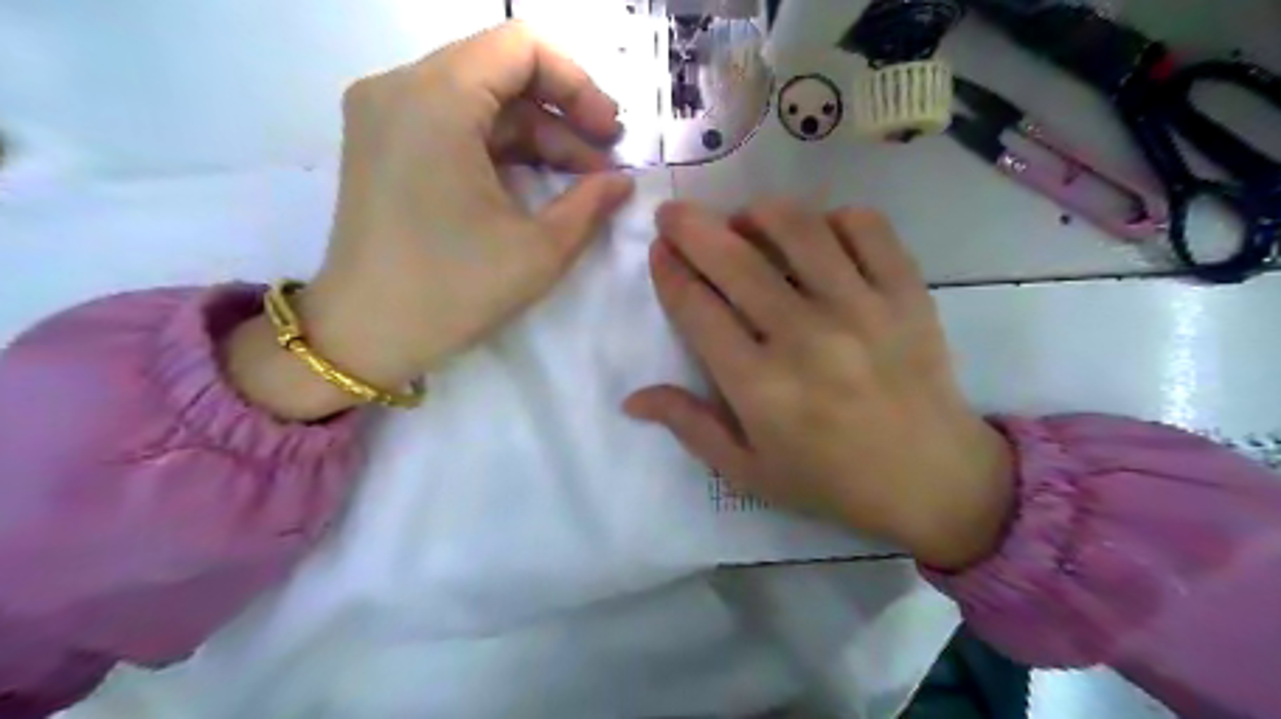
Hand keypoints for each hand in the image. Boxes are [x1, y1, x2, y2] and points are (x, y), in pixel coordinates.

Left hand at [226, 24, 633, 421]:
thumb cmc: (454, 291)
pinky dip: (499, 147)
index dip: (578, 84)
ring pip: (480, 100)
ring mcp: (383, 114)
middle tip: (603, 163)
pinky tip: (534, 185)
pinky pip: (453, 123)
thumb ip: (591, 204)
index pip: (521, 47)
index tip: (609, 135)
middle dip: (562, 114)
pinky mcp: (381, 143)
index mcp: (436, 101)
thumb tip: (622, 182)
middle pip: (500, 71)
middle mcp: (400, 88)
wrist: (366, 335)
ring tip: (579, 183)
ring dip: (535, 135)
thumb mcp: (539, 250)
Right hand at [626, 199, 1015, 569]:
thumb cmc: (830, 481)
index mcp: (760, 386)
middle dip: (692, 227)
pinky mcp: (907, 294)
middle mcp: (805, 337)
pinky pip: (867, 228)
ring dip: (758, 212)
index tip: (658, 251)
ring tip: (744, 220)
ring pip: (798, 229)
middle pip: (735, 260)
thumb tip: (632, 398)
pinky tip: (818, 234)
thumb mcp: (748, 471)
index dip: (669, 272)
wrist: (932, 480)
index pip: (697, 309)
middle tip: (674, 213)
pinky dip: (834, 218)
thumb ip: (690, 427)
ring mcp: (861, 308)